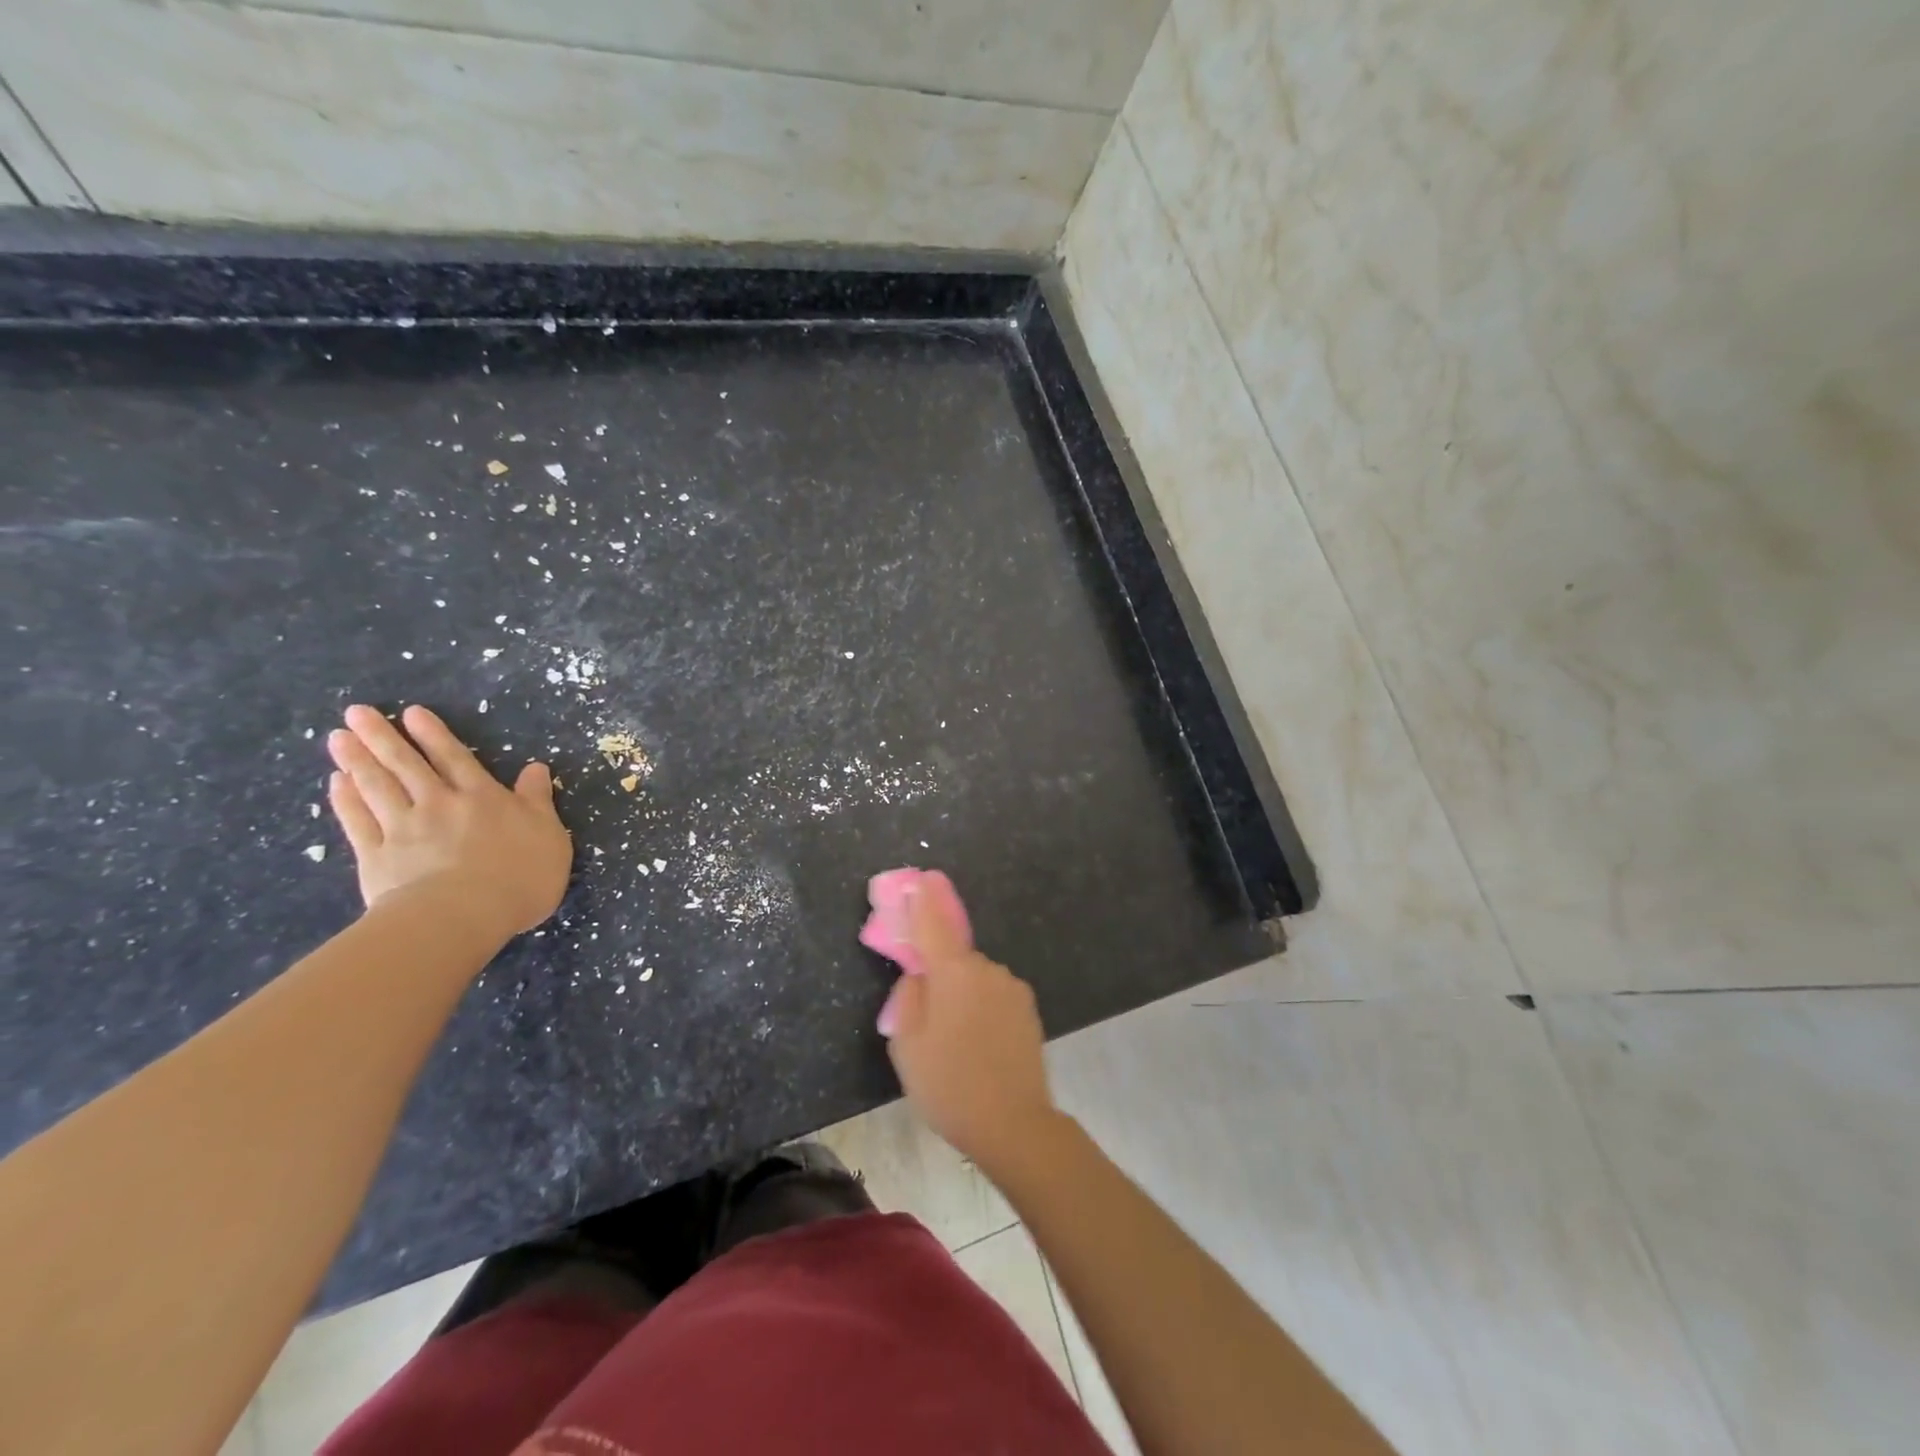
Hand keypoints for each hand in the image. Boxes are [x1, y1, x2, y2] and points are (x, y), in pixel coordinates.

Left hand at [326, 704, 571, 940]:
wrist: (464, 916)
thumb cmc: (519, 875)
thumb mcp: (548, 835)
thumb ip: (537, 800)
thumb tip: (536, 768)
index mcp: (483, 798)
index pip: (455, 759)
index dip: (434, 735)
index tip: (412, 713)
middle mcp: (440, 805)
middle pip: (408, 766)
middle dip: (383, 737)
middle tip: (357, 713)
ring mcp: (404, 829)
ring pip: (377, 788)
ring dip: (357, 761)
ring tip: (338, 738)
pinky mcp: (378, 857)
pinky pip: (358, 822)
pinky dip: (346, 801)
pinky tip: (336, 784)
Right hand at [879, 879, 1058, 1172]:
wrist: (1014, 1125)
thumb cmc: (950, 1085)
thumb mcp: (907, 1045)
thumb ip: (908, 997)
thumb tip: (918, 975)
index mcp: (954, 972)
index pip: (934, 923)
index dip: (924, 900)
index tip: (920, 878)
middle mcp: (987, 969)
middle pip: (954, 957)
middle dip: (939, 972)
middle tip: (926, 1012)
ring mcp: (1012, 988)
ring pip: (975, 979)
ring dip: (962, 994)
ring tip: (955, 1040)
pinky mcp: (1028, 1009)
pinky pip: (994, 995)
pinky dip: (981, 1008)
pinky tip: (979, 1044)